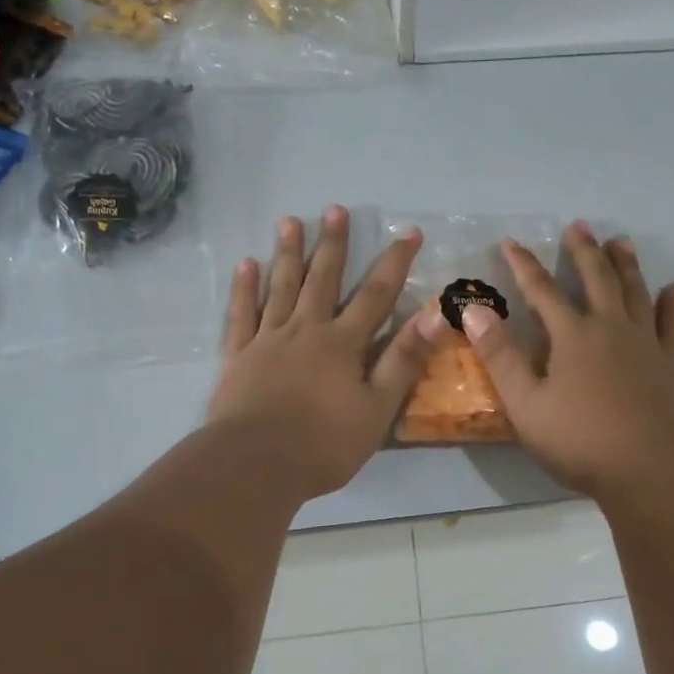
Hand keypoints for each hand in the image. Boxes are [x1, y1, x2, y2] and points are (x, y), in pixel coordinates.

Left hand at [209, 206, 446, 500]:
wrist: (256, 463)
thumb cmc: (324, 443)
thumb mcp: (378, 407)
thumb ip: (404, 359)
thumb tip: (434, 315)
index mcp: (343, 343)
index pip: (376, 295)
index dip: (394, 263)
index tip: (408, 233)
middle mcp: (306, 330)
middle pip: (322, 280)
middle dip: (332, 245)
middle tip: (335, 210)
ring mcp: (268, 340)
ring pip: (280, 287)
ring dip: (287, 253)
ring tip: (290, 222)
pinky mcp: (238, 356)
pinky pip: (241, 314)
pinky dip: (244, 288)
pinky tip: (246, 265)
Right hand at [462, 221, 673, 497]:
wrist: (654, 468)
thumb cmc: (581, 440)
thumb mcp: (526, 403)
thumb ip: (501, 356)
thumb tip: (474, 310)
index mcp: (572, 336)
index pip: (541, 291)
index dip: (524, 265)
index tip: (512, 242)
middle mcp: (611, 328)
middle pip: (596, 279)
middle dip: (584, 251)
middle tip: (579, 226)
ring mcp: (646, 344)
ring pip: (635, 292)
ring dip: (626, 265)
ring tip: (621, 242)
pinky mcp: (672, 364)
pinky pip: (673, 324)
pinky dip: (673, 304)